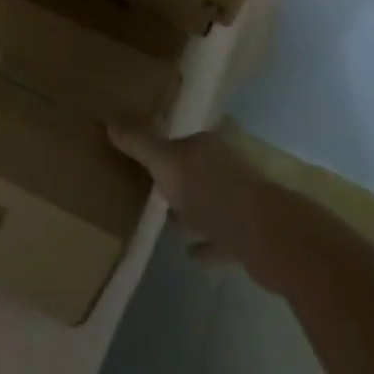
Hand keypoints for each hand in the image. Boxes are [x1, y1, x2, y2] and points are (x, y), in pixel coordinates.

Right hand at [108, 127, 276, 270]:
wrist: (265, 237)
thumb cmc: (211, 191)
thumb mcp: (165, 162)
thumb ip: (138, 143)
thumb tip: (107, 119)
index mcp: (206, 147)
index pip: (180, 142)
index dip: (160, 150)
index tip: (140, 162)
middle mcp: (225, 168)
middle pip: (194, 172)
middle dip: (175, 181)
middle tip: (147, 192)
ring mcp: (239, 203)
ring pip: (207, 204)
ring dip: (190, 212)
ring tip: (165, 223)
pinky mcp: (247, 236)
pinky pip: (219, 238)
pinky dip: (205, 244)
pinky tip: (189, 254)